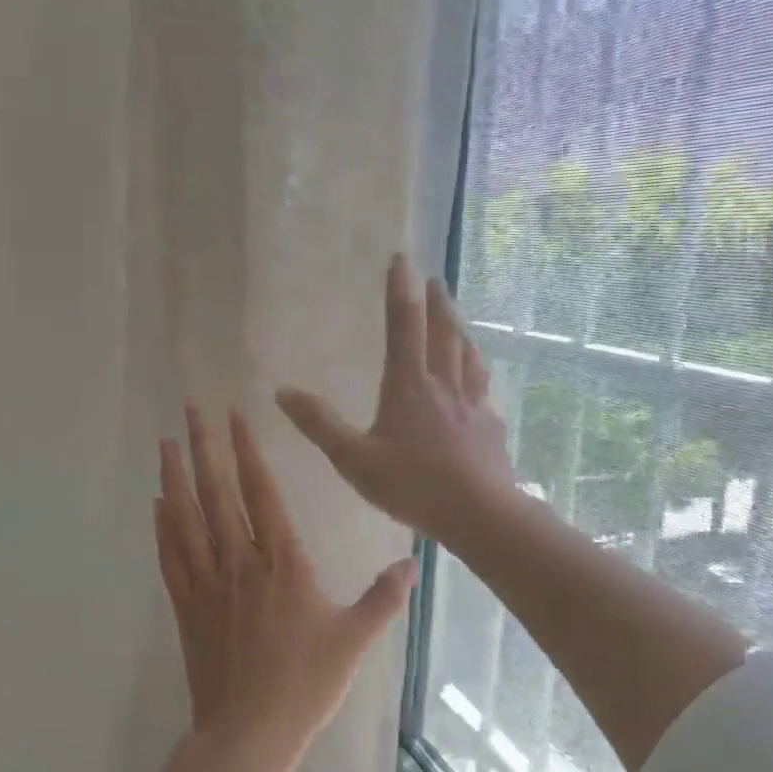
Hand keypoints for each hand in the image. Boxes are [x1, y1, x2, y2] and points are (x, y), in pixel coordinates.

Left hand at [154, 403, 417, 762]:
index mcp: (283, 564)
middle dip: (204, 448)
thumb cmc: (306, 684)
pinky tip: (157, 503)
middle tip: (189, 408)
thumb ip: (383, 597)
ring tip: (166, 442)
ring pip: (187, 520)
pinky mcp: (187, 608)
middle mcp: (241, 563)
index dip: (247, 453)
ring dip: (175, 477)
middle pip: (217, 495)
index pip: (262, 494)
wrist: (249, 733)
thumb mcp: (355, 639)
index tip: (234, 416)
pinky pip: (171, 557)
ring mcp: (208, 584)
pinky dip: (163, 526)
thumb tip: (413, 563)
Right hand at [276, 255, 516, 546]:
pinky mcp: (490, 428)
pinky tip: (479, 384)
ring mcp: (472, 405)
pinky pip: (483, 390)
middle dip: (436, 302)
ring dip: (460, 331)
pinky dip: (478, 375)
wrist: (478, 513)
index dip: (400, 290)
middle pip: (442, 333)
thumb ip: (320, 425)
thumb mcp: (353, 459)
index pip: (403, 325)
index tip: (402, 258)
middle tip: (435, 279)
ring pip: (467, 357)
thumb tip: (282, 391)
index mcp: (408, 385)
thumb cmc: (412, 484)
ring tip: (458, 320)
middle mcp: (443, 385)